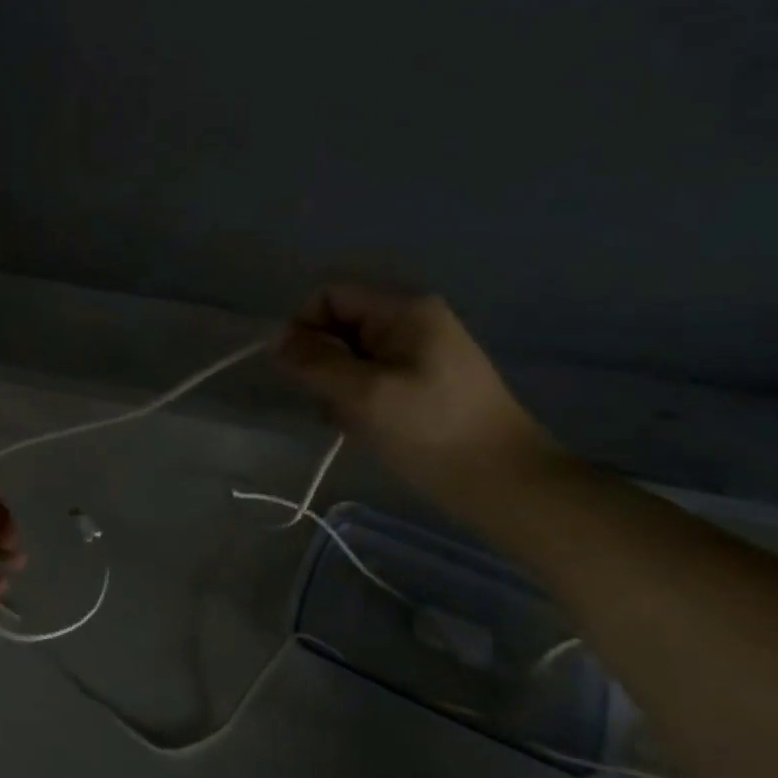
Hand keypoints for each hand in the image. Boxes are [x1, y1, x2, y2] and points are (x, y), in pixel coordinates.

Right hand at [275, 283, 560, 508]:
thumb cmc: (430, 430)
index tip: (299, 372)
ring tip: (352, 421)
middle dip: (323, 362)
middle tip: (330, 403)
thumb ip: (313, 361)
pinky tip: (367, 427)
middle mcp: (413, 319)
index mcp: (404, 309)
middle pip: (340, 324)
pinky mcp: (425, 380)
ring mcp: (421, 350)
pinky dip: (359, 398)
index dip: (305, 328)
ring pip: (352, 354)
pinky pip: (372, 375)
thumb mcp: (362, 393)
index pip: (330, 296)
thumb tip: (274, 338)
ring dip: (338, 386)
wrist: (502, 481)